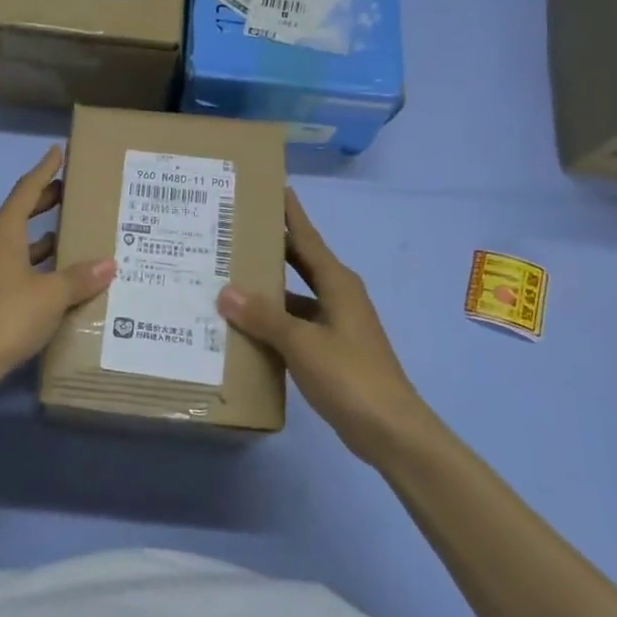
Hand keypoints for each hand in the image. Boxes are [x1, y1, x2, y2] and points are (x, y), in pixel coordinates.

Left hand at [0, 146, 115, 384]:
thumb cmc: (6, 317)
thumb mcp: (51, 296)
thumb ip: (80, 278)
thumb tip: (108, 264)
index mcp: (1, 233)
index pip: (25, 190)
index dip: (44, 170)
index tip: (57, 151)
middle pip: (18, 214)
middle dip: (44, 202)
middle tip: (71, 193)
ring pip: (15, 243)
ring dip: (40, 237)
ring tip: (70, 235)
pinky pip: (11, 267)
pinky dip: (33, 264)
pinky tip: (53, 279)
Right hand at [217, 188, 420, 463]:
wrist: (390, 430)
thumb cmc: (350, 377)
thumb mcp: (301, 343)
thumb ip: (263, 316)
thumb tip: (226, 291)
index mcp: (337, 284)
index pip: (306, 237)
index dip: (289, 213)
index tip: (271, 186)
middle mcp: (338, 296)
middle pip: (299, 262)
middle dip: (271, 245)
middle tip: (233, 229)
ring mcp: (335, 324)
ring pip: (294, 295)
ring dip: (267, 288)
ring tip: (227, 276)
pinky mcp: (330, 350)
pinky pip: (294, 324)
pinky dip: (271, 321)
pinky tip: (244, 326)